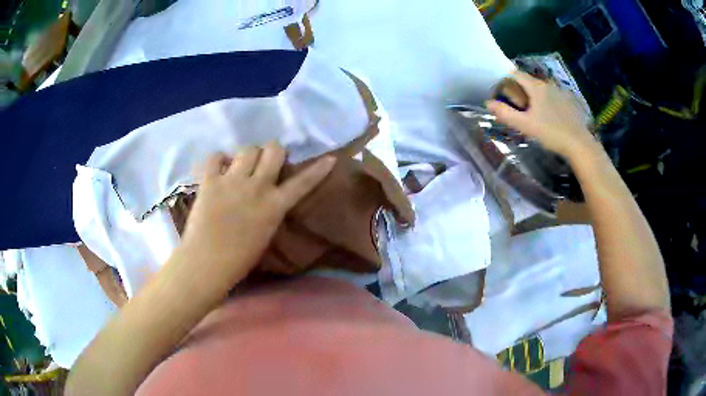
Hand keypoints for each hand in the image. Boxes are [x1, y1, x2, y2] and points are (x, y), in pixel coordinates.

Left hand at [177, 142, 335, 285]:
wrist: (207, 264)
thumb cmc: (239, 259)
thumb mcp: (265, 233)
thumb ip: (270, 209)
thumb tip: (269, 193)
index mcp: (274, 206)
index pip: (302, 183)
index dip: (318, 169)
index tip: (329, 158)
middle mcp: (256, 187)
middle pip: (273, 150)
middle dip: (273, 151)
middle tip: (266, 160)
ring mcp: (232, 181)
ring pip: (247, 149)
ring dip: (247, 155)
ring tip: (240, 166)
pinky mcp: (210, 181)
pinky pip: (215, 156)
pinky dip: (218, 159)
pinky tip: (219, 168)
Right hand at [485, 70, 595, 159]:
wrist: (579, 144)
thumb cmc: (551, 133)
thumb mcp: (525, 125)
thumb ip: (505, 113)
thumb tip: (488, 103)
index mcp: (536, 87)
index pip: (515, 74)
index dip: (505, 81)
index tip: (501, 94)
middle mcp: (548, 84)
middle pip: (528, 81)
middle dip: (519, 90)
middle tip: (516, 107)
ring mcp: (560, 92)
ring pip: (541, 89)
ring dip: (533, 97)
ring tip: (532, 114)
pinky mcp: (569, 102)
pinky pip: (552, 97)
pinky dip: (546, 102)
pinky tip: (549, 118)